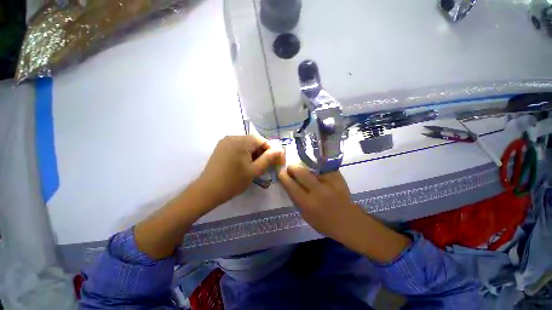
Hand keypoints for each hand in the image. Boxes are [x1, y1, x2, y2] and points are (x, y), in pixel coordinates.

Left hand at [197, 135, 284, 207]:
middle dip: (262, 151)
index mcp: (241, 141)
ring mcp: (225, 141)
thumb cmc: (233, 182)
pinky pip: (237, 146)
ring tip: (256, 165)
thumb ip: (268, 158)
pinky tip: (245, 163)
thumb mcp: (254, 171)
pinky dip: (245, 152)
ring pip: (246, 143)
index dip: (270, 149)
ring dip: (254, 152)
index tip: (275, 160)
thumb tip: (280, 149)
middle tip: (266, 164)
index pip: (262, 140)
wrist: (208, 191)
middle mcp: (233, 137)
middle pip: (253, 141)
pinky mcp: (221, 147)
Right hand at [277, 165, 361, 240]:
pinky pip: (323, 166)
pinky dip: (317, 167)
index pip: (290, 185)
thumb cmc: (324, 222)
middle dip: (293, 167)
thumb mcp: (305, 214)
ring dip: (304, 166)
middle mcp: (318, 191)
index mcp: (307, 203)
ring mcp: (330, 183)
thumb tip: (289, 182)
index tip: (280, 172)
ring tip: (304, 168)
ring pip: (312, 166)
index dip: (283, 176)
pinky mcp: (338, 177)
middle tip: (291, 168)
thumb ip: (296, 198)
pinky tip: (316, 170)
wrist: (349, 222)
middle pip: (300, 171)